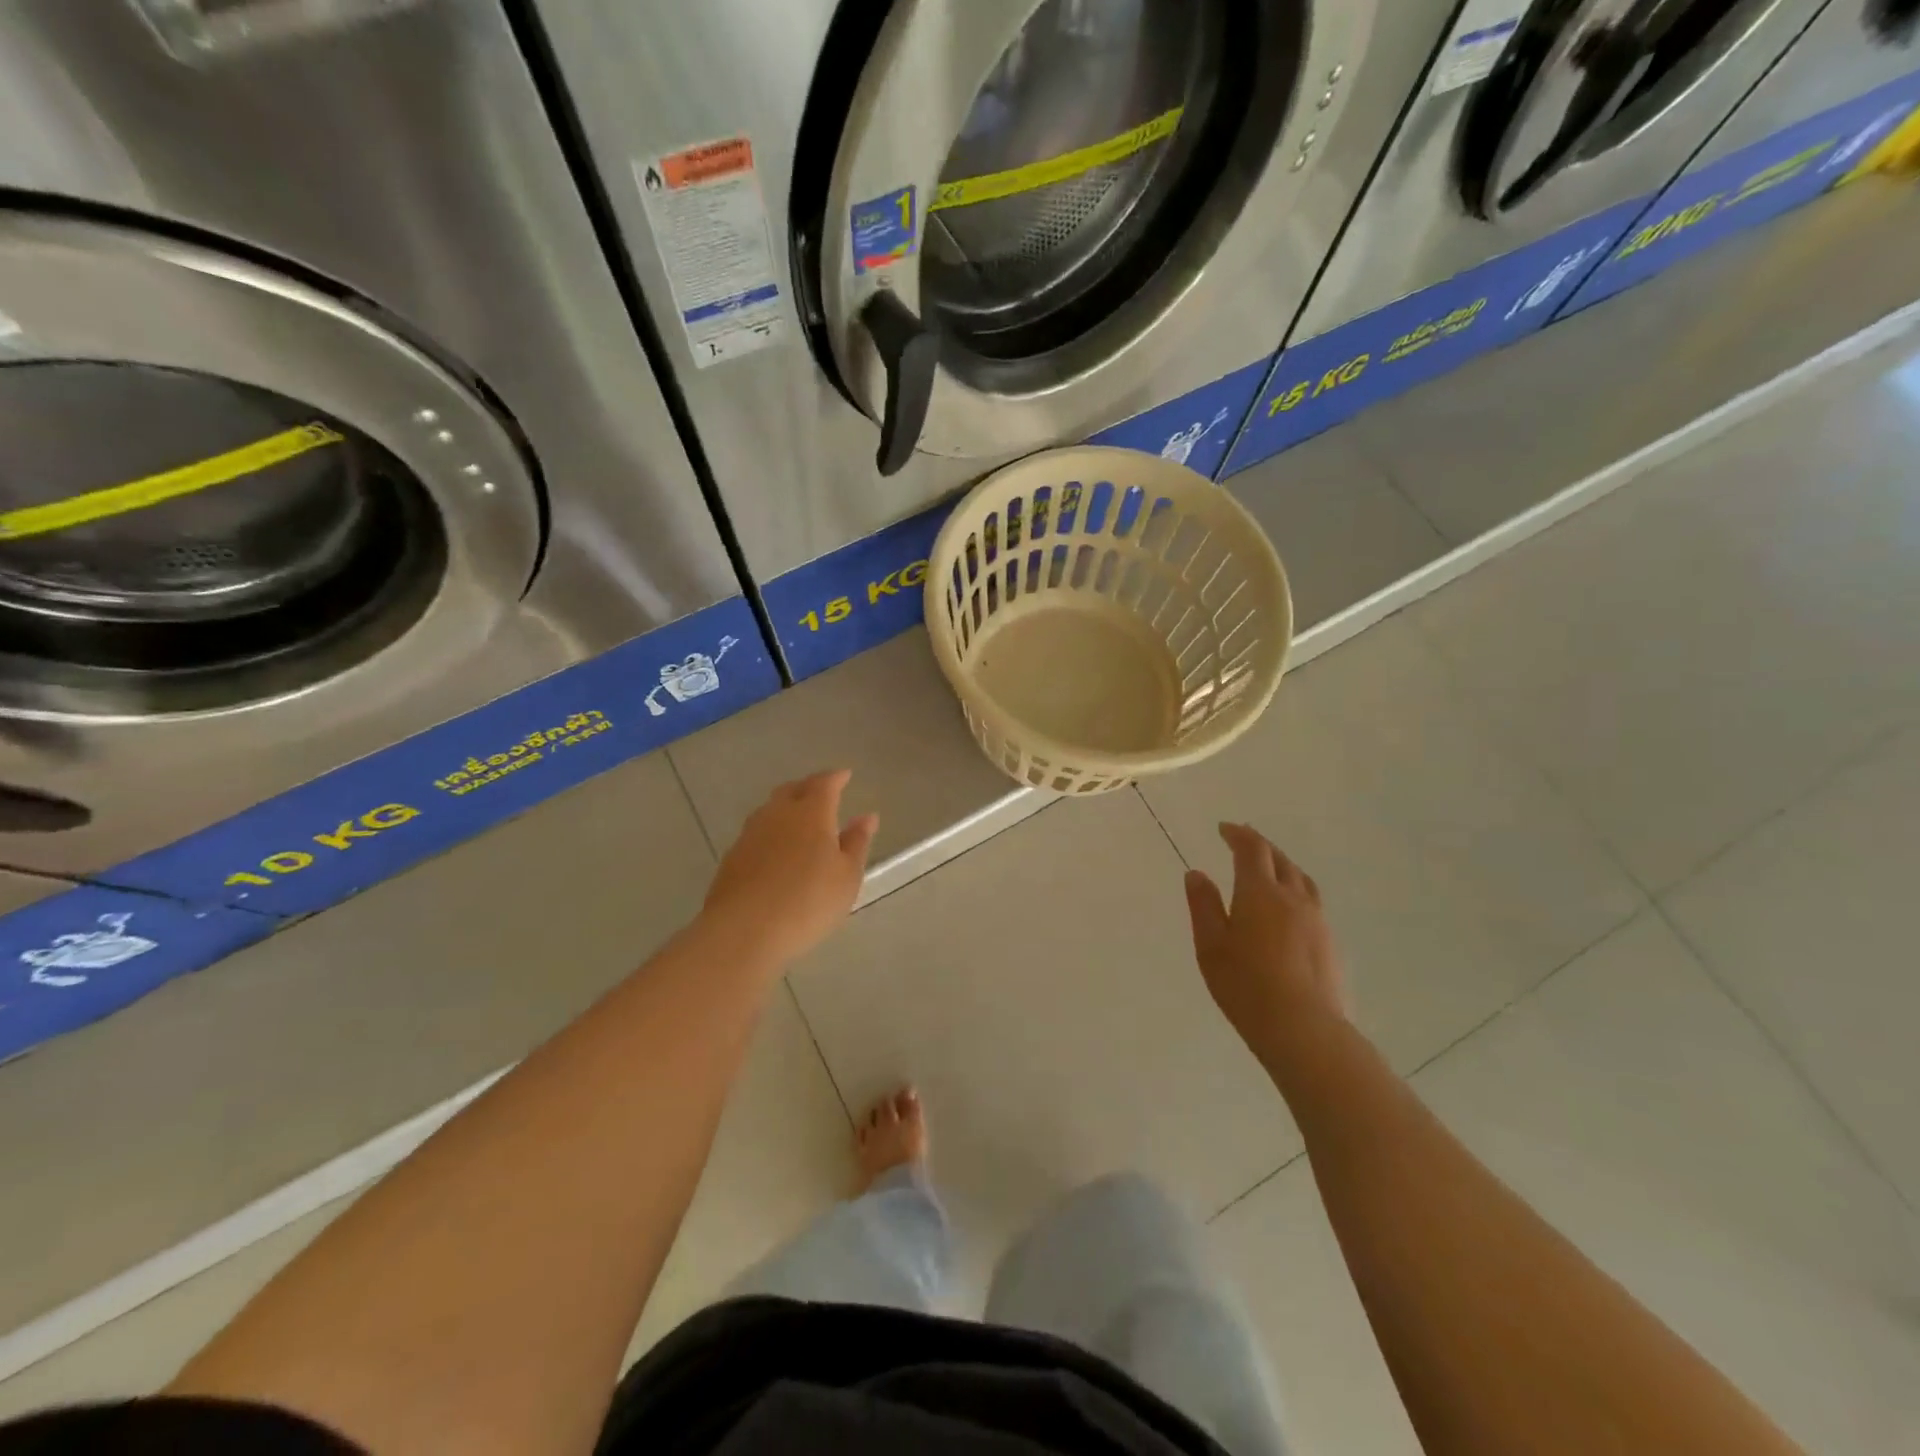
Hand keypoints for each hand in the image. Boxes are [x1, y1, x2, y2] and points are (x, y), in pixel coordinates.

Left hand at [699, 770, 878, 968]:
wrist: (743, 931)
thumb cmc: (808, 902)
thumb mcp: (846, 876)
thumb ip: (856, 842)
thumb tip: (867, 816)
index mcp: (811, 813)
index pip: (824, 783)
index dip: (836, 778)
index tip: (845, 775)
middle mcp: (778, 814)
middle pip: (793, 790)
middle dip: (809, 787)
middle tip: (822, 794)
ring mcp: (750, 834)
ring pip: (771, 809)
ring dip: (786, 808)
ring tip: (800, 821)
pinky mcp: (732, 856)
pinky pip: (757, 832)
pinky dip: (771, 832)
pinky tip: (776, 850)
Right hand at [1184, 824, 1346, 1070]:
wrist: (1304, 1029)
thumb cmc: (1246, 986)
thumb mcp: (1210, 946)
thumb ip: (1203, 906)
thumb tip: (1196, 873)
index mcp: (1260, 892)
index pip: (1251, 850)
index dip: (1238, 834)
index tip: (1224, 829)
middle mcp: (1293, 898)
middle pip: (1280, 859)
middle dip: (1260, 846)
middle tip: (1243, 841)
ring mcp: (1317, 920)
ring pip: (1301, 880)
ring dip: (1283, 866)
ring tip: (1270, 869)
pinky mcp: (1330, 943)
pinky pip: (1312, 902)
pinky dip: (1296, 891)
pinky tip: (1288, 909)